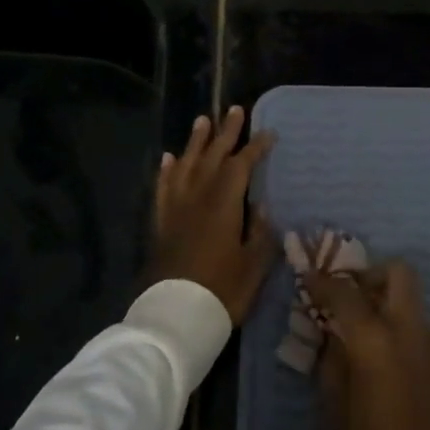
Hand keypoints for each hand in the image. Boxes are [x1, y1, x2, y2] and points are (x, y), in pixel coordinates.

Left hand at [148, 106, 277, 324]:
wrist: (173, 319)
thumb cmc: (221, 292)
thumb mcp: (254, 266)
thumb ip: (260, 233)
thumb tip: (261, 208)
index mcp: (224, 204)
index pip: (241, 165)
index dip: (255, 147)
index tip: (268, 133)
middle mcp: (198, 198)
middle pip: (212, 157)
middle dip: (226, 133)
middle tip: (234, 110)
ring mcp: (176, 210)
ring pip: (186, 166)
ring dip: (195, 142)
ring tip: (202, 120)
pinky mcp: (161, 224)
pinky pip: (163, 188)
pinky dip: (167, 171)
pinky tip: (169, 158)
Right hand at [303, 261, 429, 429]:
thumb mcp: (338, 410)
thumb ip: (334, 363)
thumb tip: (335, 337)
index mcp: (375, 341)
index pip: (345, 294)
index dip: (325, 282)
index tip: (311, 278)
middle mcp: (410, 331)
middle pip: (400, 273)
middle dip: (375, 275)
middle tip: (357, 295)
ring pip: (415, 308)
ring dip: (394, 313)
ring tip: (378, 345)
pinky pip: (429, 340)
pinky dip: (411, 343)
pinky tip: (401, 375)